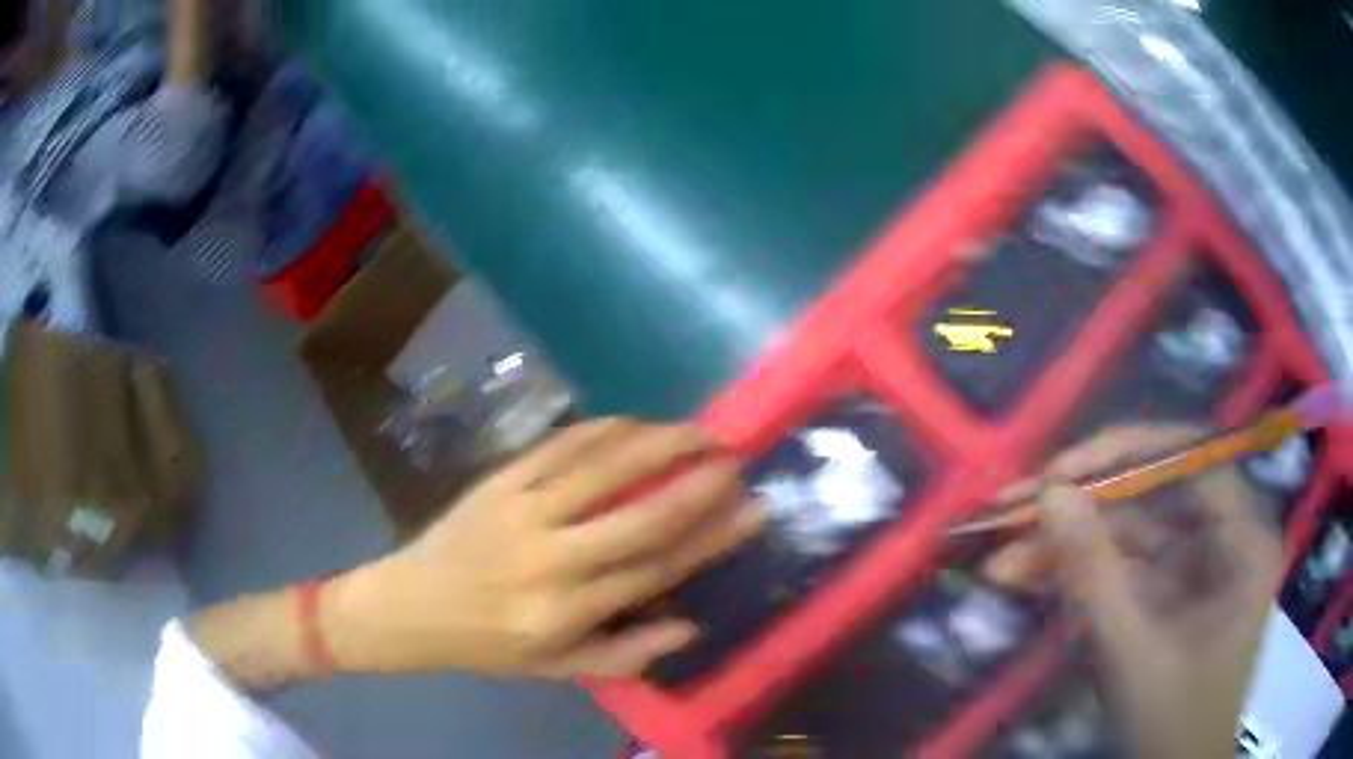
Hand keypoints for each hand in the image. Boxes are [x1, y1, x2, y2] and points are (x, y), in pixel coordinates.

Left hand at [323, 419, 763, 679]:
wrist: (411, 605)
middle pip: (637, 516)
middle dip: (696, 485)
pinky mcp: (498, 481)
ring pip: (601, 468)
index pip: (653, 569)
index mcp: (565, 612)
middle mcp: (548, 559)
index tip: (751, 511)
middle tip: (736, 460)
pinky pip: (559, 446)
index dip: (710, 538)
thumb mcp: (557, 668)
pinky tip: (636, 422)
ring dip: (657, 444)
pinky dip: (603, 429)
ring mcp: (520, 511)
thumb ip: (625, 654)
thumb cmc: (488, 644)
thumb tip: (691, 627)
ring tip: (699, 432)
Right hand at [1034, 426, 1281, 758]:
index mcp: (1244, 538)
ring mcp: (1196, 565)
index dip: (1125, 453)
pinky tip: (1027, 579)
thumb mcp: (1135, 654)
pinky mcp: (1169, 592)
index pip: (1190, 458)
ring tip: (1001, 560)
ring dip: (1068, 548)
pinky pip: (1124, 568)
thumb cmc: (1173, 724)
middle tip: (1012, 511)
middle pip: (1152, 495)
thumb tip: (1050, 493)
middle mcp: (1225, 536)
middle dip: (1080, 509)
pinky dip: (1078, 575)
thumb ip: (1096, 574)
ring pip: (1129, 535)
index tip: (1060, 472)